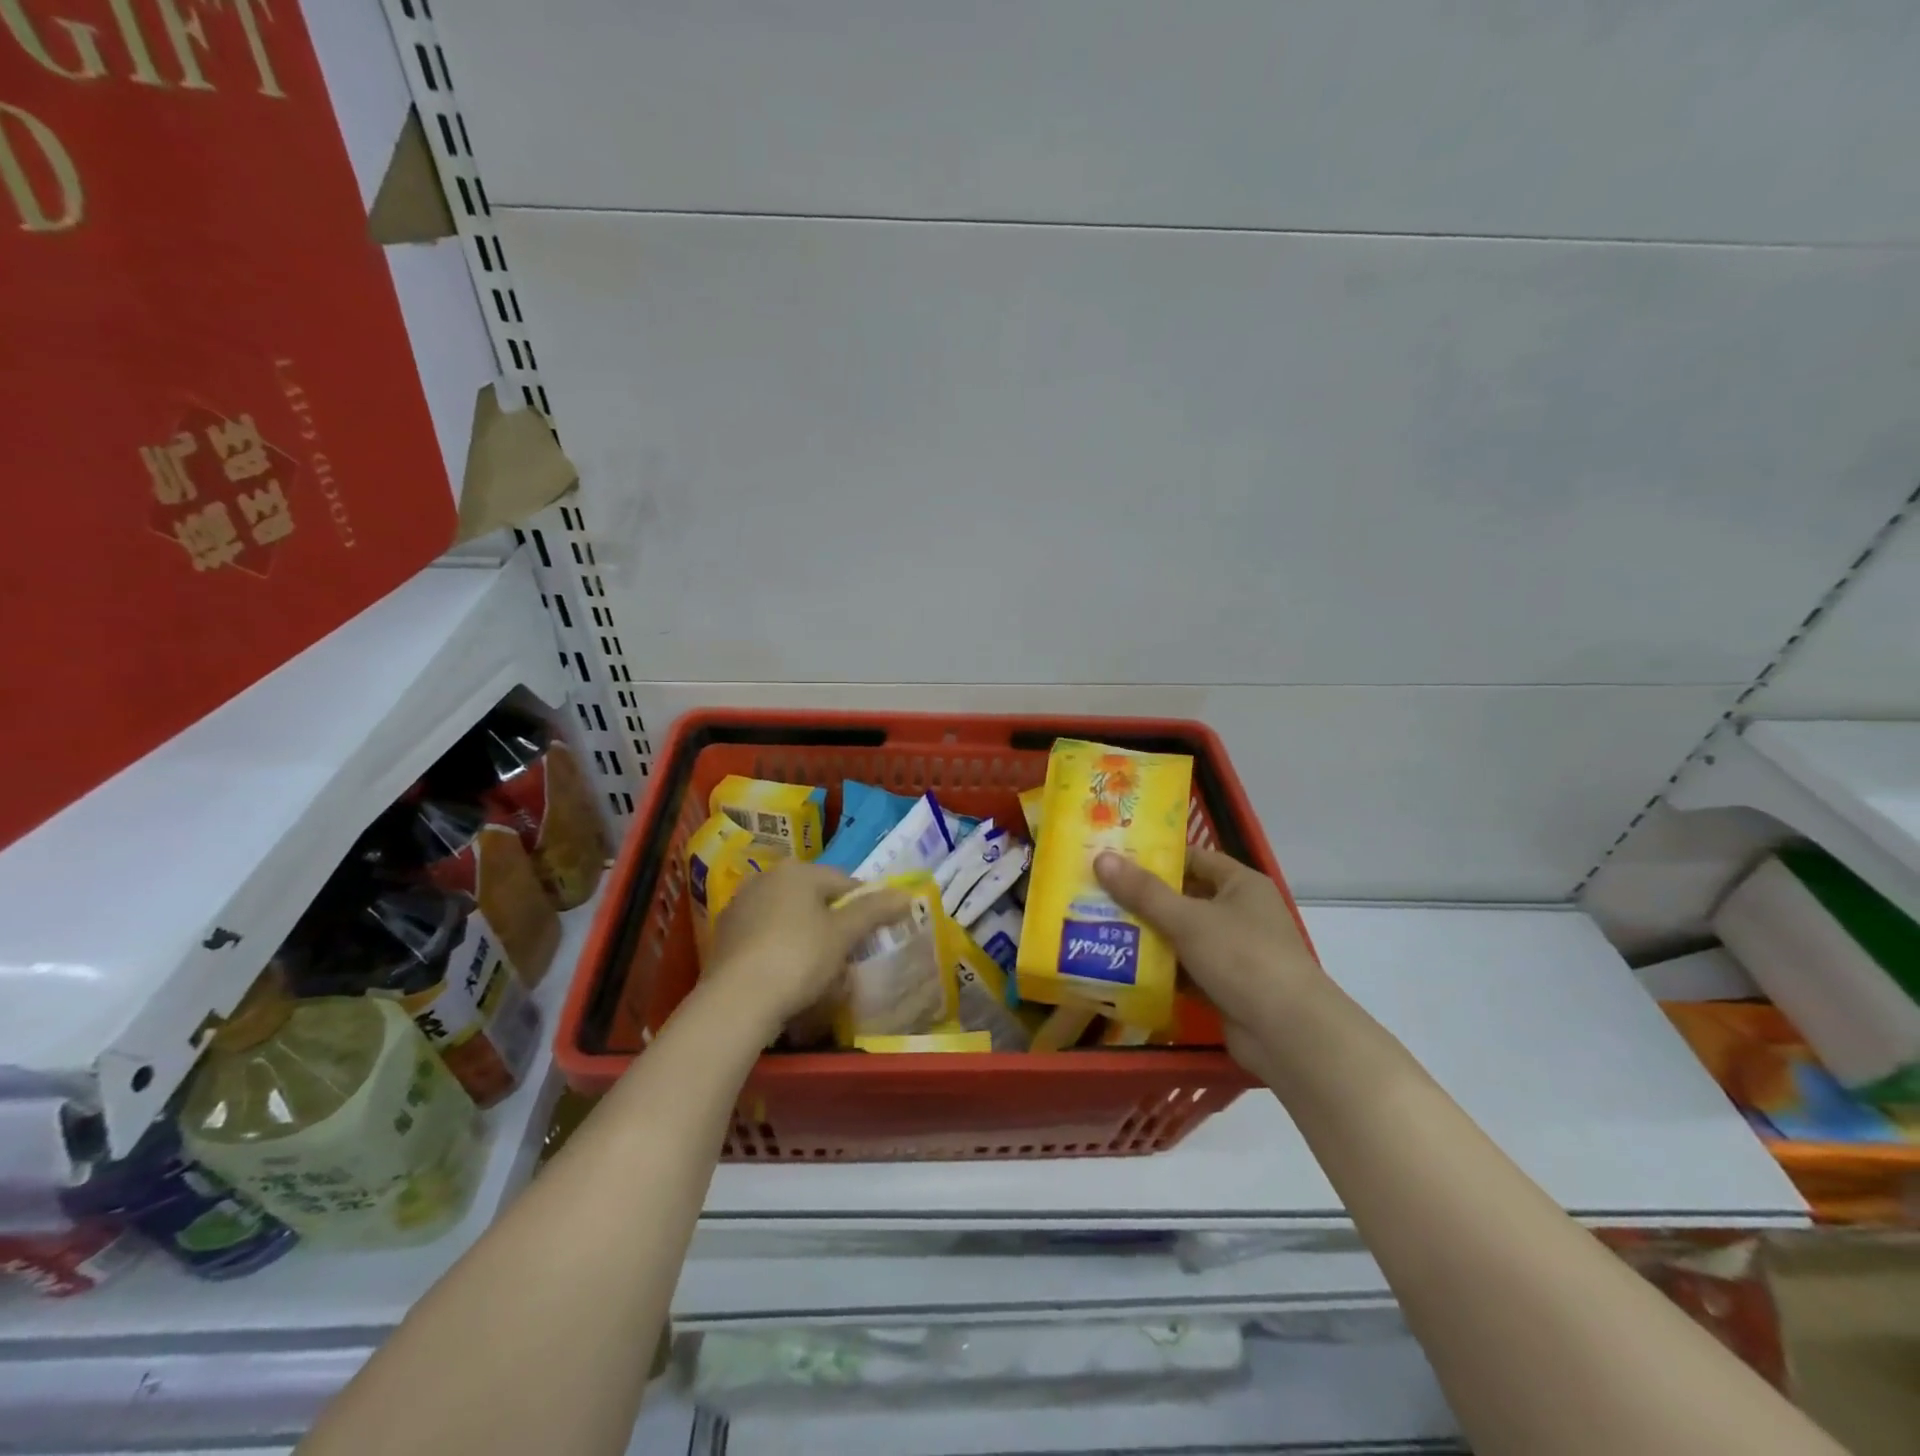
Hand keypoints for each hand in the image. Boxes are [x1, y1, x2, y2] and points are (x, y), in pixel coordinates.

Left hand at [704, 861, 908, 1041]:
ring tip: (818, 971)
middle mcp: (766, 878)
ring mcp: (741, 906)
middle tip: (846, 955)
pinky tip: (786, 976)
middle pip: (813, 898)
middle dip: (832, 923)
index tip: (872, 934)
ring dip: (806, 936)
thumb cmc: (799, 956)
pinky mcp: (724, 935)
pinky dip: (779, 949)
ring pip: (788, 917)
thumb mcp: (844, 934)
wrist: (737, 999)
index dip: (864, 907)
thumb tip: (906, 894)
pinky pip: (765, 936)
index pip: (844, 882)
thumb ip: (875, 910)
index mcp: (797, 870)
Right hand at [1094, 846, 1329, 1069]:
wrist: (1288, 1034)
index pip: (1193, 858)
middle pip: (1184, 897)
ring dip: (1148, 936)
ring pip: (1182, 936)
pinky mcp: (1225, 986)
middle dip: (1143, 899)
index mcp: (1241, 885)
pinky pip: (1185, 969)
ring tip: (1098, 927)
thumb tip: (1102, 858)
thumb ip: (1143, 892)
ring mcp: (1233, 952)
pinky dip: (1160, 969)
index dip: (1156, 857)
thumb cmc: (1243, 958)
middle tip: (1096, 893)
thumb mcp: (1188, 919)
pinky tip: (1122, 967)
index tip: (1115, 859)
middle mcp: (1239, 913)